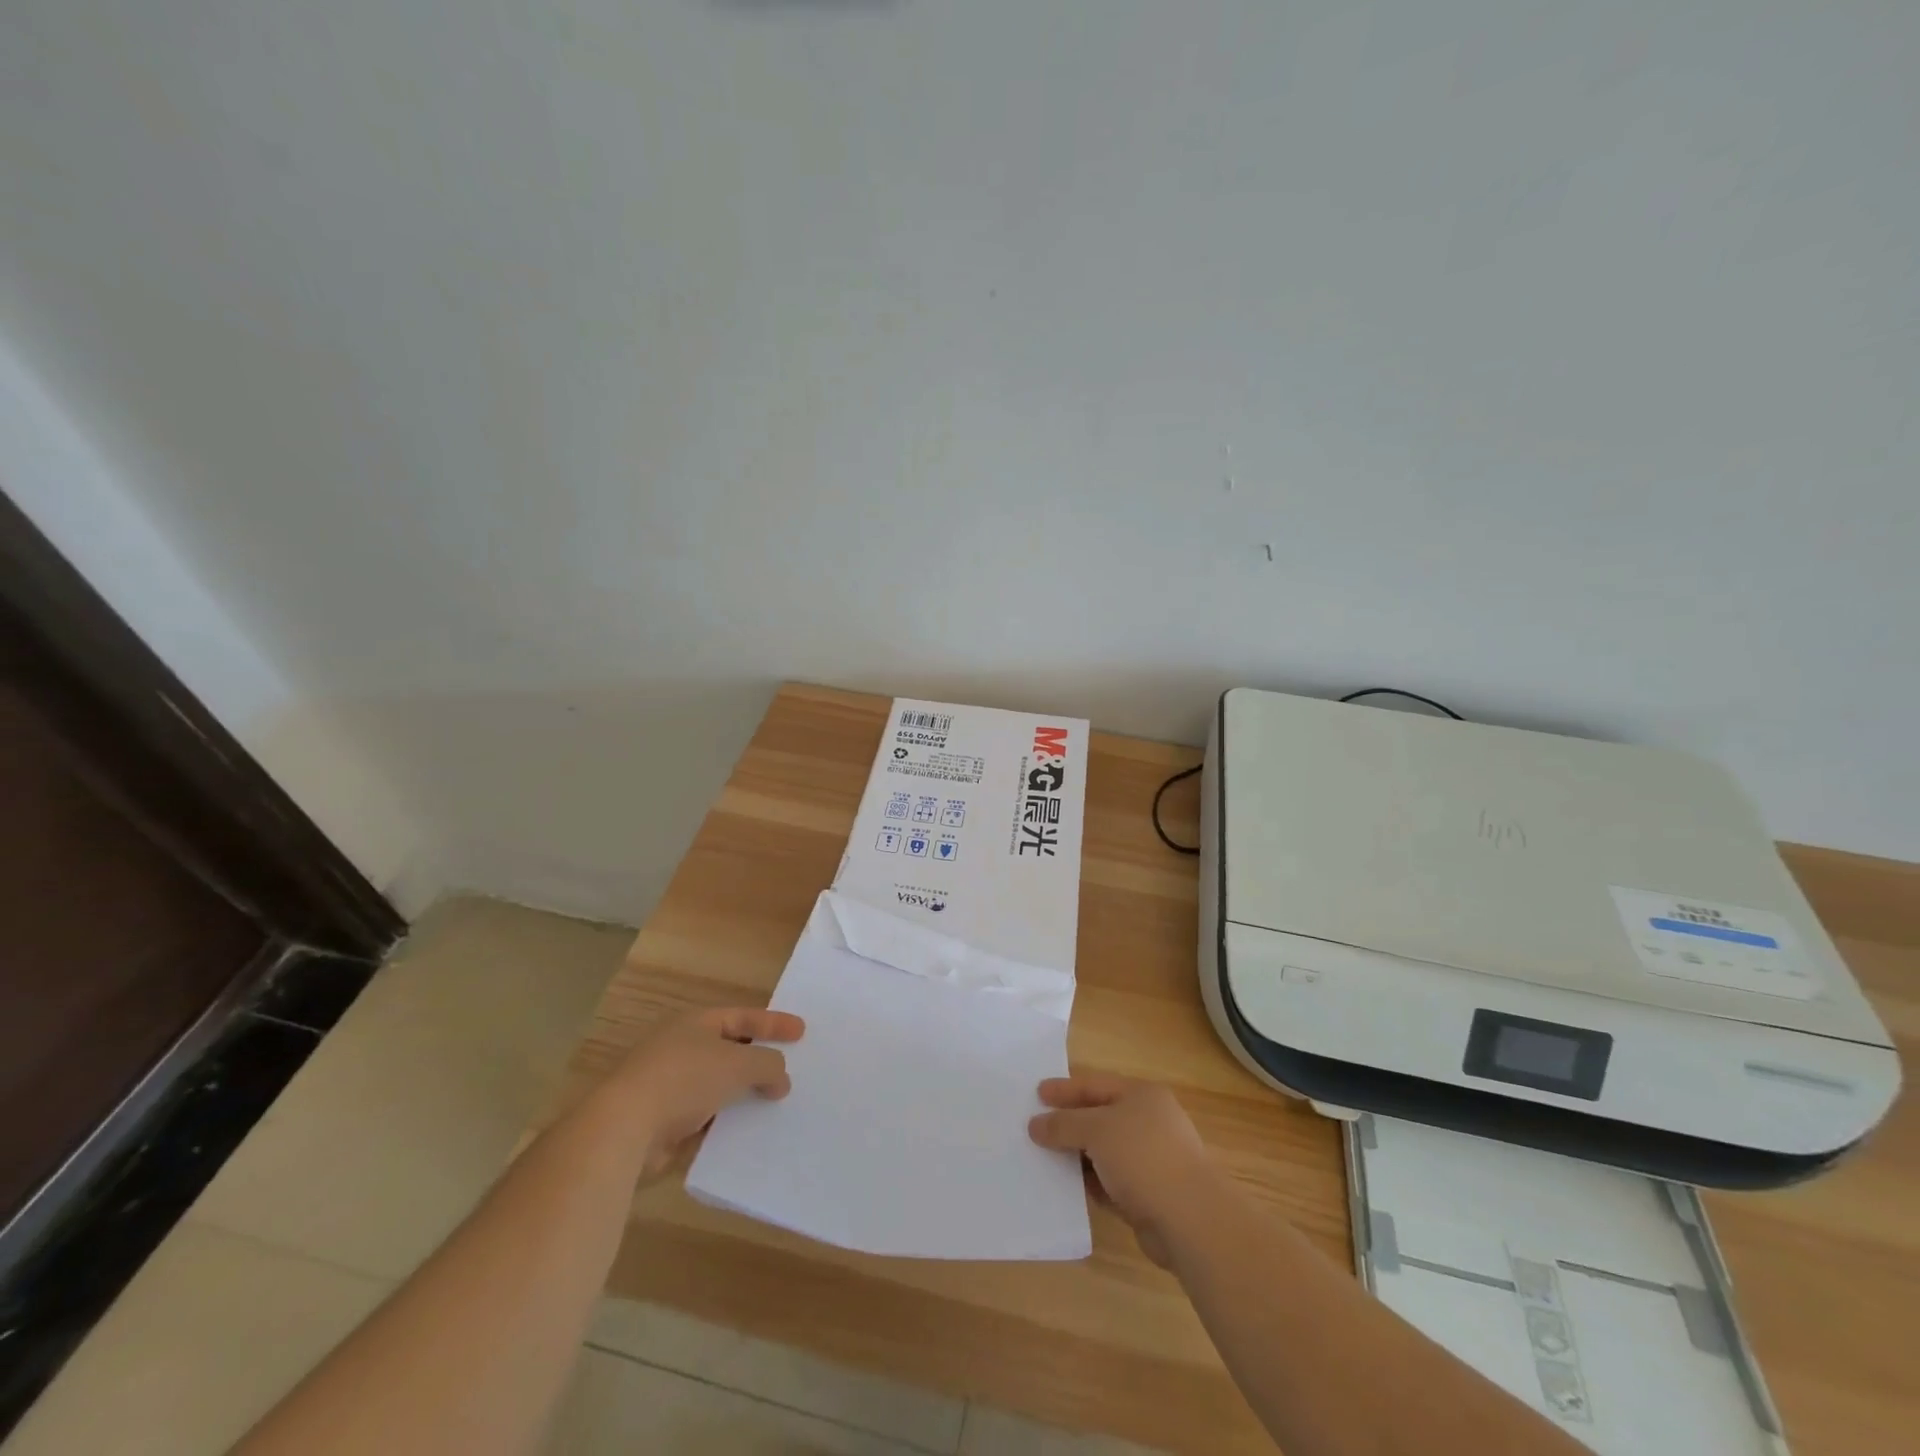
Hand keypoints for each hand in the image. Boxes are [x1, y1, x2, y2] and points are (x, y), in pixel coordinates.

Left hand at [608, 1007, 804, 1176]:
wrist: (623, 1129)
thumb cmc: (684, 1079)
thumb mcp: (737, 1064)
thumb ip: (767, 1064)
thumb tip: (781, 1077)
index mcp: (695, 1023)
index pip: (742, 1017)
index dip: (773, 1023)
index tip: (802, 1031)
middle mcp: (680, 1048)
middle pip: (729, 1050)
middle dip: (758, 1060)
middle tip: (789, 1068)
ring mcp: (668, 1086)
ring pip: (717, 1087)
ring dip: (743, 1095)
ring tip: (775, 1105)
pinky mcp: (662, 1123)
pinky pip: (704, 1119)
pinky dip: (724, 1124)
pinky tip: (747, 1135)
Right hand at [1028, 1074, 1218, 1267]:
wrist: (1190, 1220)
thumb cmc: (1143, 1157)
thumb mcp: (1096, 1130)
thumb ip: (1063, 1124)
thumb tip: (1036, 1125)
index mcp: (1142, 1095)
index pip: (1095, 1085)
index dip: (1064, 1089)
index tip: (1036, 1094)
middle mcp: (1149, 1122)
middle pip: (1099, 1117)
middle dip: (1068, 1123)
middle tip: (1034, 1127)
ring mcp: (1151, 1160)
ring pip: (1104, 1152)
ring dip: (1077, 1156)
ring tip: (1042, 1158)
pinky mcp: (1149, 1195)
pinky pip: (1110, 1182)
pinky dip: (1091, 1183)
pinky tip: (1067, 1189)